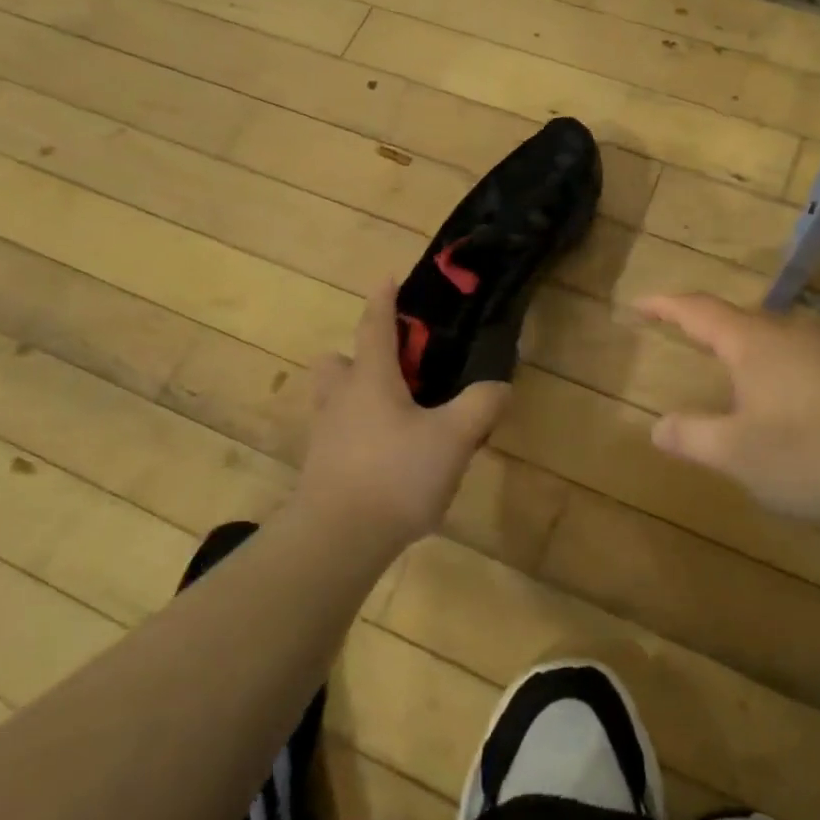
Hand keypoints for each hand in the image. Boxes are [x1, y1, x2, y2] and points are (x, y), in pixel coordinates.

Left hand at [298, 281, 510, 549]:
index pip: (374, 325)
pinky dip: (357, 436)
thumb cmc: (395, 474)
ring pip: (334, 400)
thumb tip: (500, 385)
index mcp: (370, 378)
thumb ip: (481, 406)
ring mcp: (325, 435)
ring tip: (394, 416)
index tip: (387, 278)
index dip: (383, 299)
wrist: (337, 541)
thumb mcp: (453, 438)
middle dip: (358, 357)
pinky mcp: (319, 470)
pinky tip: (387, 459)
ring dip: (355, 397)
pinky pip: (337, 436)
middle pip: (337, 362)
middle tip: (393, 370)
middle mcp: (341, 398)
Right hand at [636, 292, 819, 521]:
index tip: (639, 303)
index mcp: (751, 343)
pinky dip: (771, 371)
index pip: (697, 310)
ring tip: (724, 372)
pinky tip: (779, 404)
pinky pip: (796, 361)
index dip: (664, 305)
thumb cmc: (815, 452)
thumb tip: (657, 426)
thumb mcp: (739, 454)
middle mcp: (787, 335)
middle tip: (678, 335)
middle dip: (702, 325)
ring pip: (769, 340)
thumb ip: (693, 437)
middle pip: (735, 319)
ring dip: (740, 350)